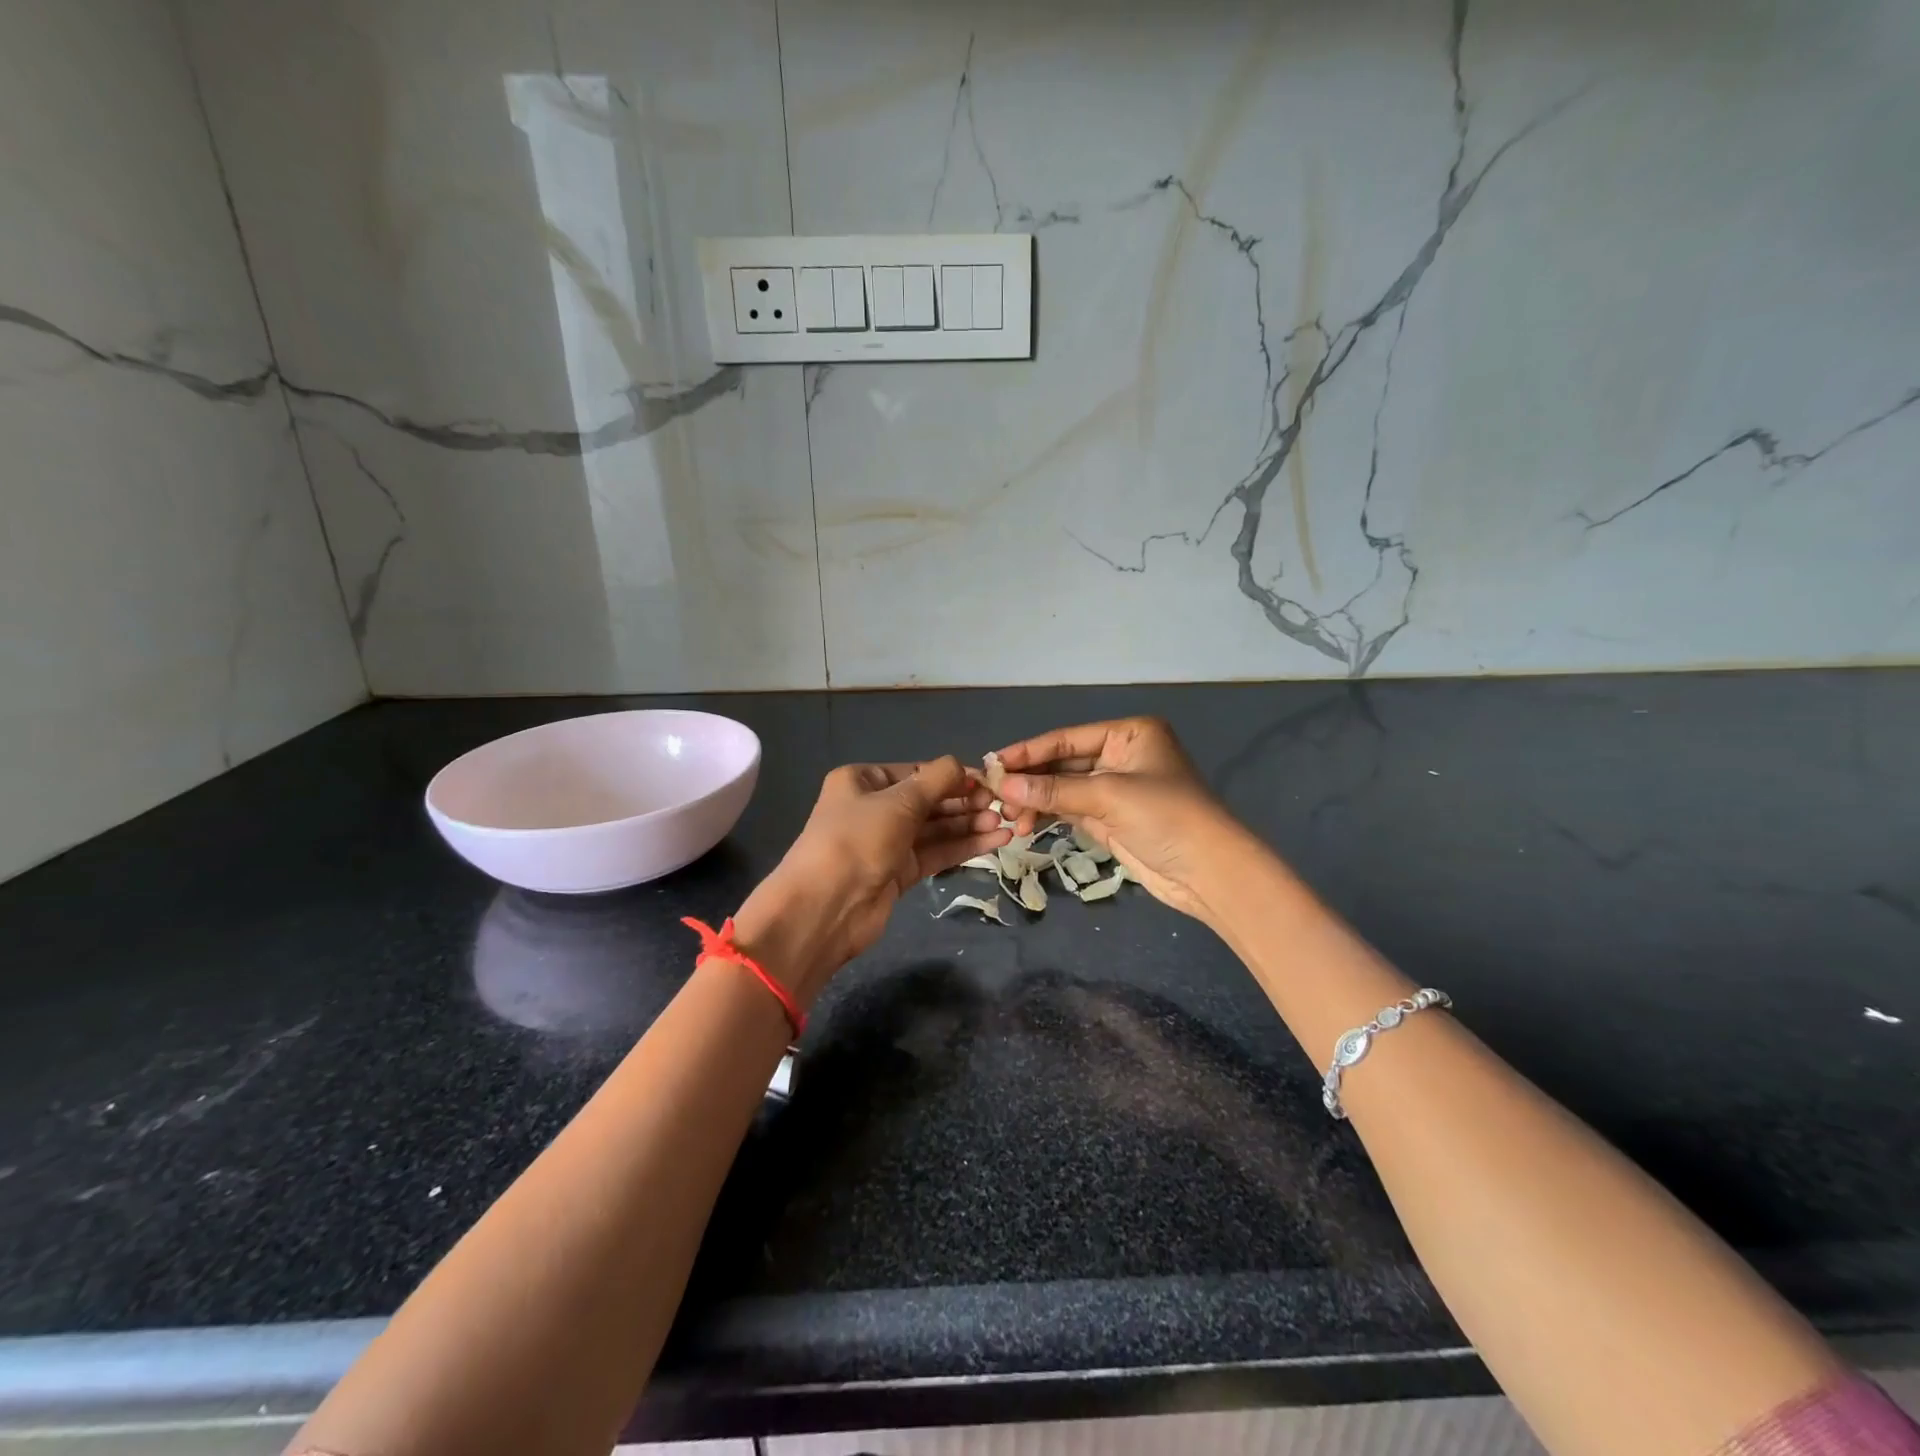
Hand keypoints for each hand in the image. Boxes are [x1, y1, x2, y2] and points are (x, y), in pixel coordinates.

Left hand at [733, 756, 1008, 1006]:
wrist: (826, 907)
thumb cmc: (857, 839)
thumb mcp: (898, 801)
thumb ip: (936, 780)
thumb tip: (962, 766)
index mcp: (863, 781)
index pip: (917, 772)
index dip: (953, 776)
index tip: (988, 782)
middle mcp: (874, 808)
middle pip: (929, 800)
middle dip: (965, 802)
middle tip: (1002, 805)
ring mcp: (887, 842)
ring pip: (936, 828)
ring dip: (969, 825)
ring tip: (1005, 824)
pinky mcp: (900, 872)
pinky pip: (937, 852)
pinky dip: (964, 846)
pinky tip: (995, 841)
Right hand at [993, 717, 1240, 920]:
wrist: (1208, 872)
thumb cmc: (1166, 816)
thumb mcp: (1108, 796)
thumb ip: (1054, 790)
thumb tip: (1001, 783)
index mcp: (1129, 734)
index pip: (1067, 738)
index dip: (1029, 751)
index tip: (992, 763)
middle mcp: (1121, 755)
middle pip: (1062, 763)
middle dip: (1029, 779)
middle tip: (993, 796)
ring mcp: (1115, 788)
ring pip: (1062, 788)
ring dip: (1035, 800)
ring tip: (1008, 815)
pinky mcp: (1110, 817)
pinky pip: (1069, 808)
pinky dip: (1047, 814)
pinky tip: (1025, 823)